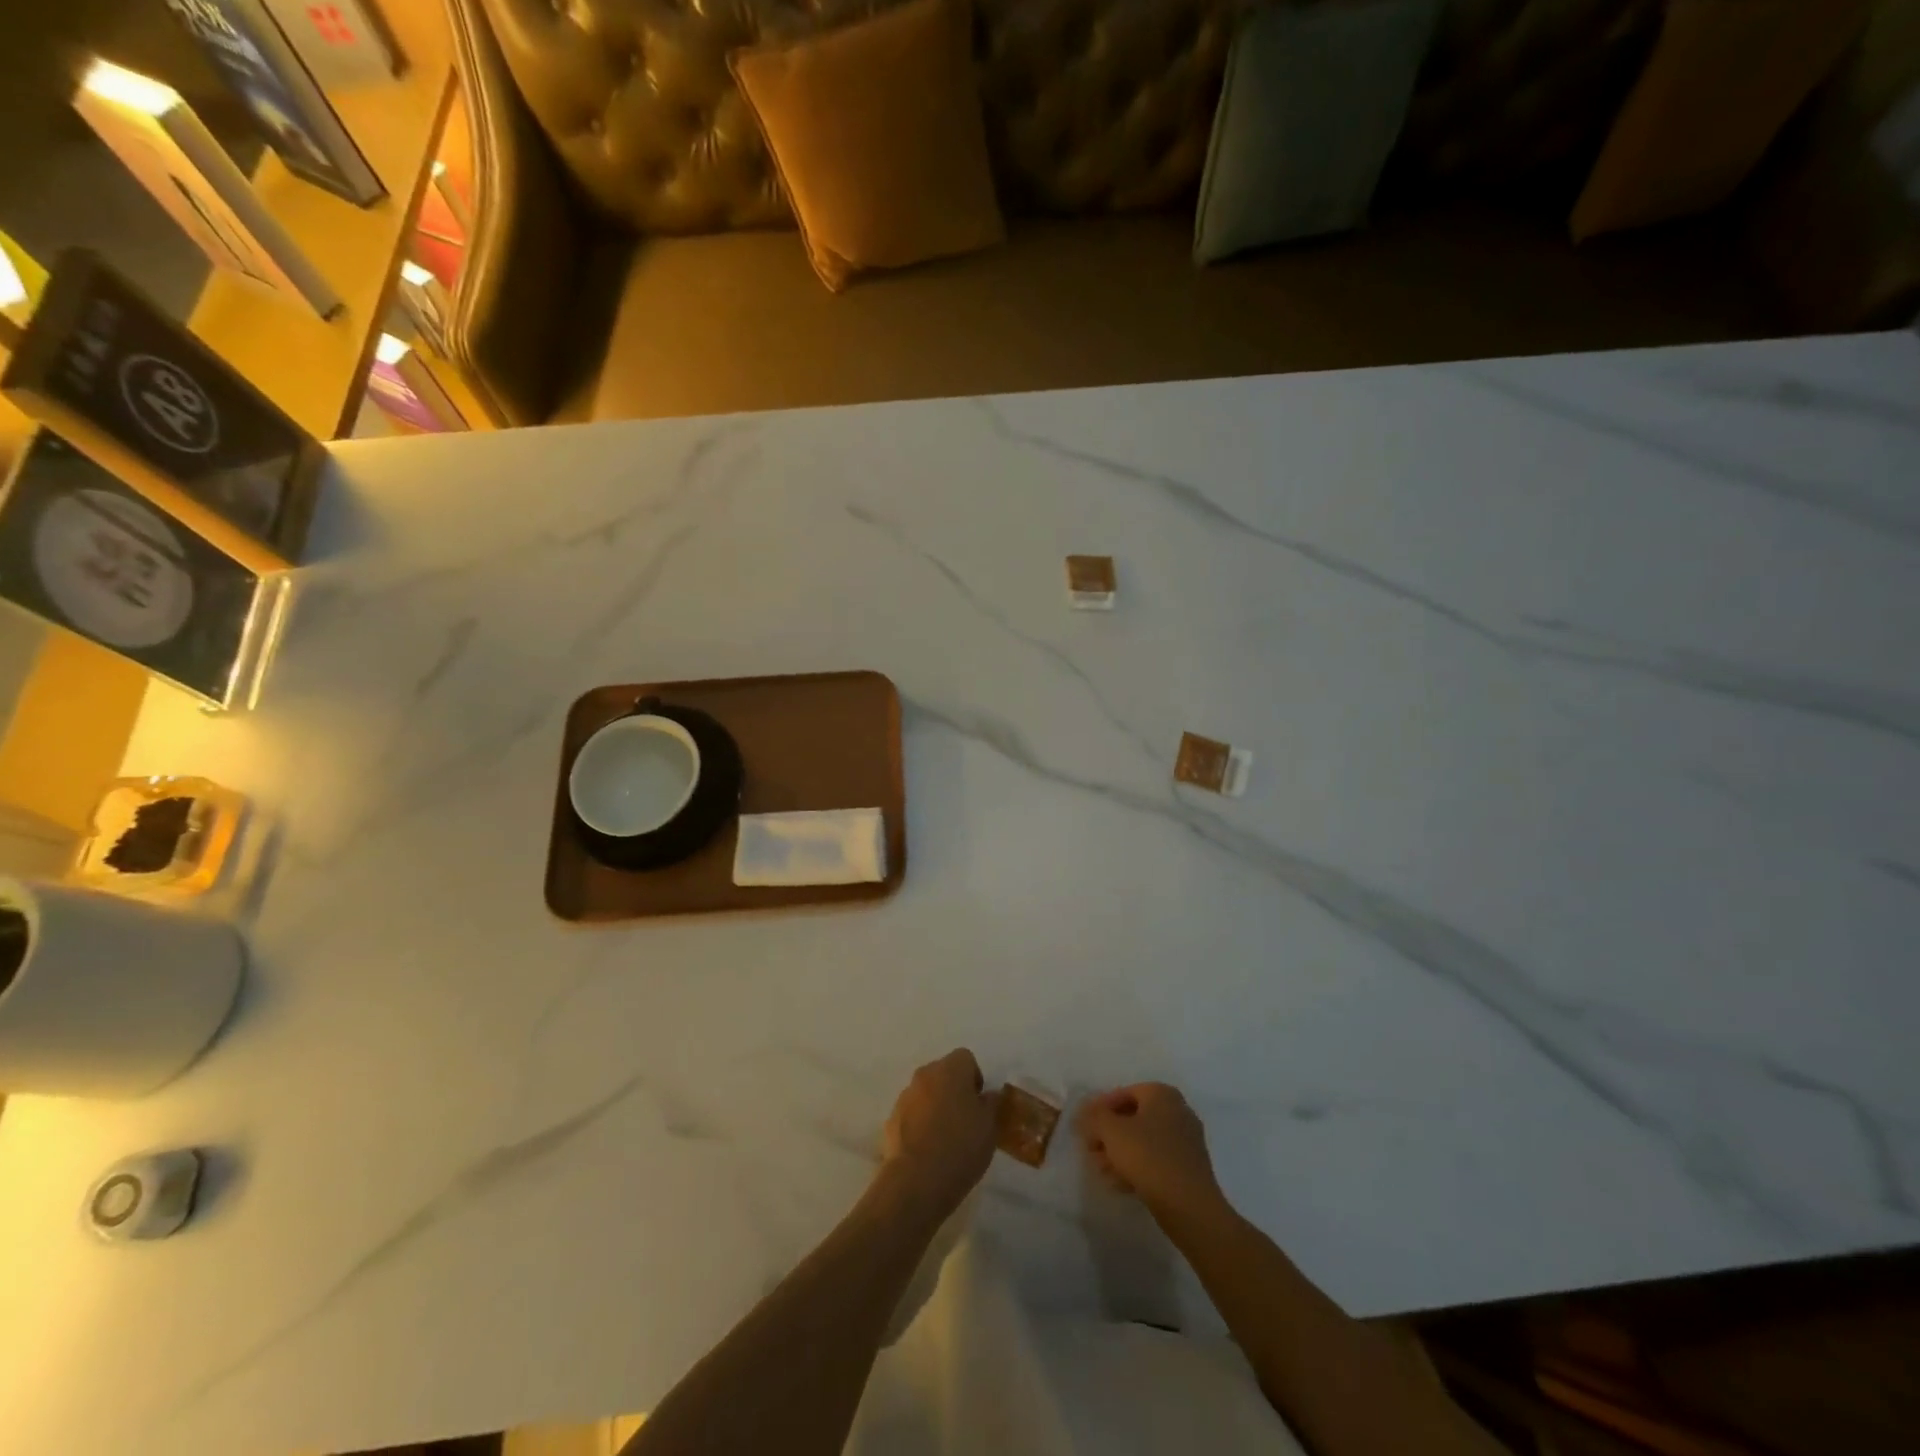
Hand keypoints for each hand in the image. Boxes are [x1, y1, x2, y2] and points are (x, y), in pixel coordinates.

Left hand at [880, 1049, 997, 1220]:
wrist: (916, 1181)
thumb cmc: (960, 1147)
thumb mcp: (989, 1127)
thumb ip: (991, 1104)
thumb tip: (988, 1095)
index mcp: (950, 1069)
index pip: (966, 1059)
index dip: (975, 1079)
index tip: (980, 1105)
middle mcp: (924, 1075)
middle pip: (943, 1074)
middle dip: (954, 1091)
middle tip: (966, 1121)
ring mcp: (904, 1097)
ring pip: (926, 1094)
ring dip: (935, 1107)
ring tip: (946, 1140)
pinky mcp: (891, 1120)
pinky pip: (911, 1115)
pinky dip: (920, 1125)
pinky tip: (928, 1151)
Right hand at [1078, 1083, 1223, 1220]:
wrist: (1189, 1206)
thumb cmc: (1148, 1157)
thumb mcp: (1111, 1132)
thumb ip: (1094, 1117)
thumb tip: (1085, 1113)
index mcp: (1162, 1094)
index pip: (1124, 1093)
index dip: (1100, 1109)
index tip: (1085, 1127)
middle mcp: (1178, 1111)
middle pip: (1134, 1118)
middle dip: (1109, 1134)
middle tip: (1091, 1150)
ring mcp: (1186, 1141)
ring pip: (1144, 1141)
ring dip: (1120, 1153)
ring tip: (1101, 1170)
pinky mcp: (1189, 1168)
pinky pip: (1157, 1160)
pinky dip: (1137, 1167)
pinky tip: (1119, 1183)